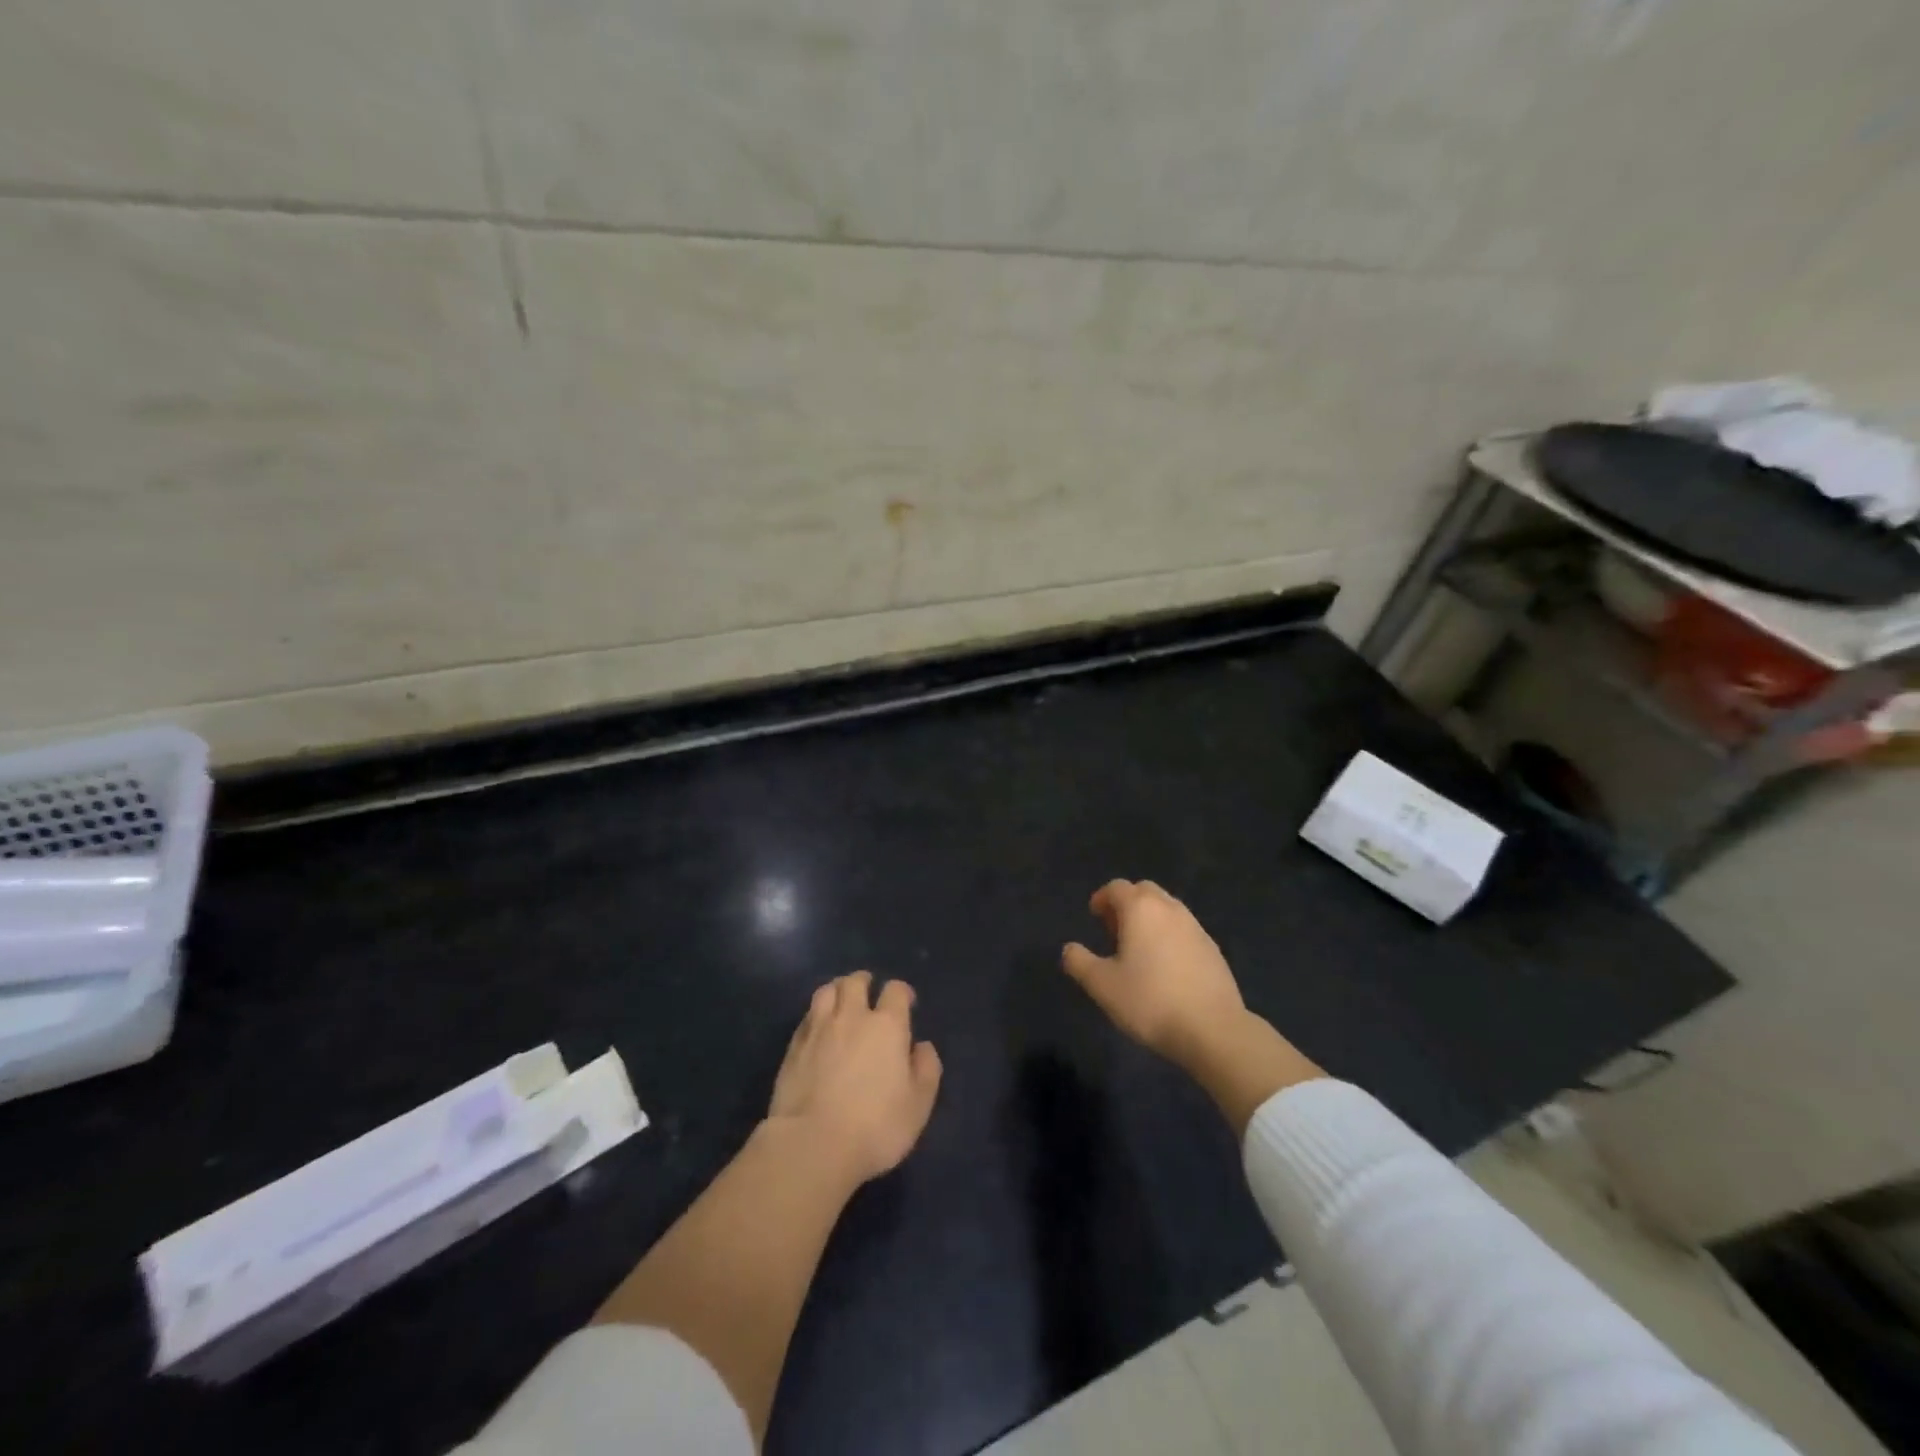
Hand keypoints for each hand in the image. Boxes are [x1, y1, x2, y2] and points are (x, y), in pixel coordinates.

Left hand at [767, 970, 942, 1186]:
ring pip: (826, 991)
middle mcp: (852, 1017)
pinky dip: (816, 1015)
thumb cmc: (875, 1126)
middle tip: (869, 993)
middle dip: (864, 982)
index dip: (901, 992)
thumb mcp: (918, 1105)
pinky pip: (807, 1017)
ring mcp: (819, 1029)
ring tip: (841, 1001)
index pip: (895, 990)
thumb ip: (926, 1070)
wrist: (812, 1144)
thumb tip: (922, 1046)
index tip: (906, 1002)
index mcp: (887, 1026)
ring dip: (837, 990)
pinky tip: (818, 1028)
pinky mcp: (794, 1047)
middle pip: (855, 982)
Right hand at [1062, 879, 1249, 1072]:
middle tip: (1114, 931)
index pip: (1117, 887)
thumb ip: (1079, 962)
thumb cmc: (1150, 1001)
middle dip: (1127, 903)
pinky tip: (1166, 967)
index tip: (1094, 917)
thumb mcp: (1102, 986)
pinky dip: (1170, 935)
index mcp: (1141, 909)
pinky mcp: (1213, 949)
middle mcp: (1170, 909)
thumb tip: (1069, 949)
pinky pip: (1185, 929)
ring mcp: (1196, 927)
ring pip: (1167, 908)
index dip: (1102, 898)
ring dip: (1150, 918)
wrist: (1213, 1029)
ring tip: (1139, 949)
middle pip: (1145, 891)